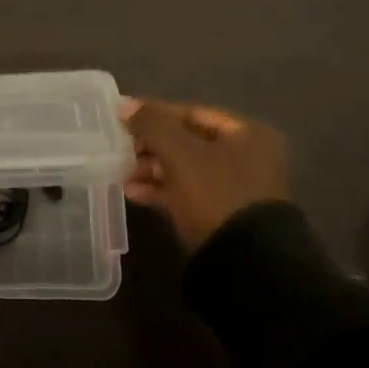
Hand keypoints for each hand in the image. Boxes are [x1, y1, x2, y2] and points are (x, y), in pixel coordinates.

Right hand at [121, 98, 290, 249]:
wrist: (245, 263)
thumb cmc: (215, 194)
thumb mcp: (180, 153)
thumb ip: (152, 124)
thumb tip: (125, 105)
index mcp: (247, 134)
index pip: (192, 113)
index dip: (155, 113)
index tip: (122, 118)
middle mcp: (247, 157)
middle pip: (188, 141)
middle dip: (151, 145)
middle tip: (121, 148)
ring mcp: (237, 188)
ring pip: (186, 168)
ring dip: (152, 168)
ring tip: (122, 173)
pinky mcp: (224, 214)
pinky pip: (188, 192)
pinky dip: (162, 190)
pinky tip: (133, 193)